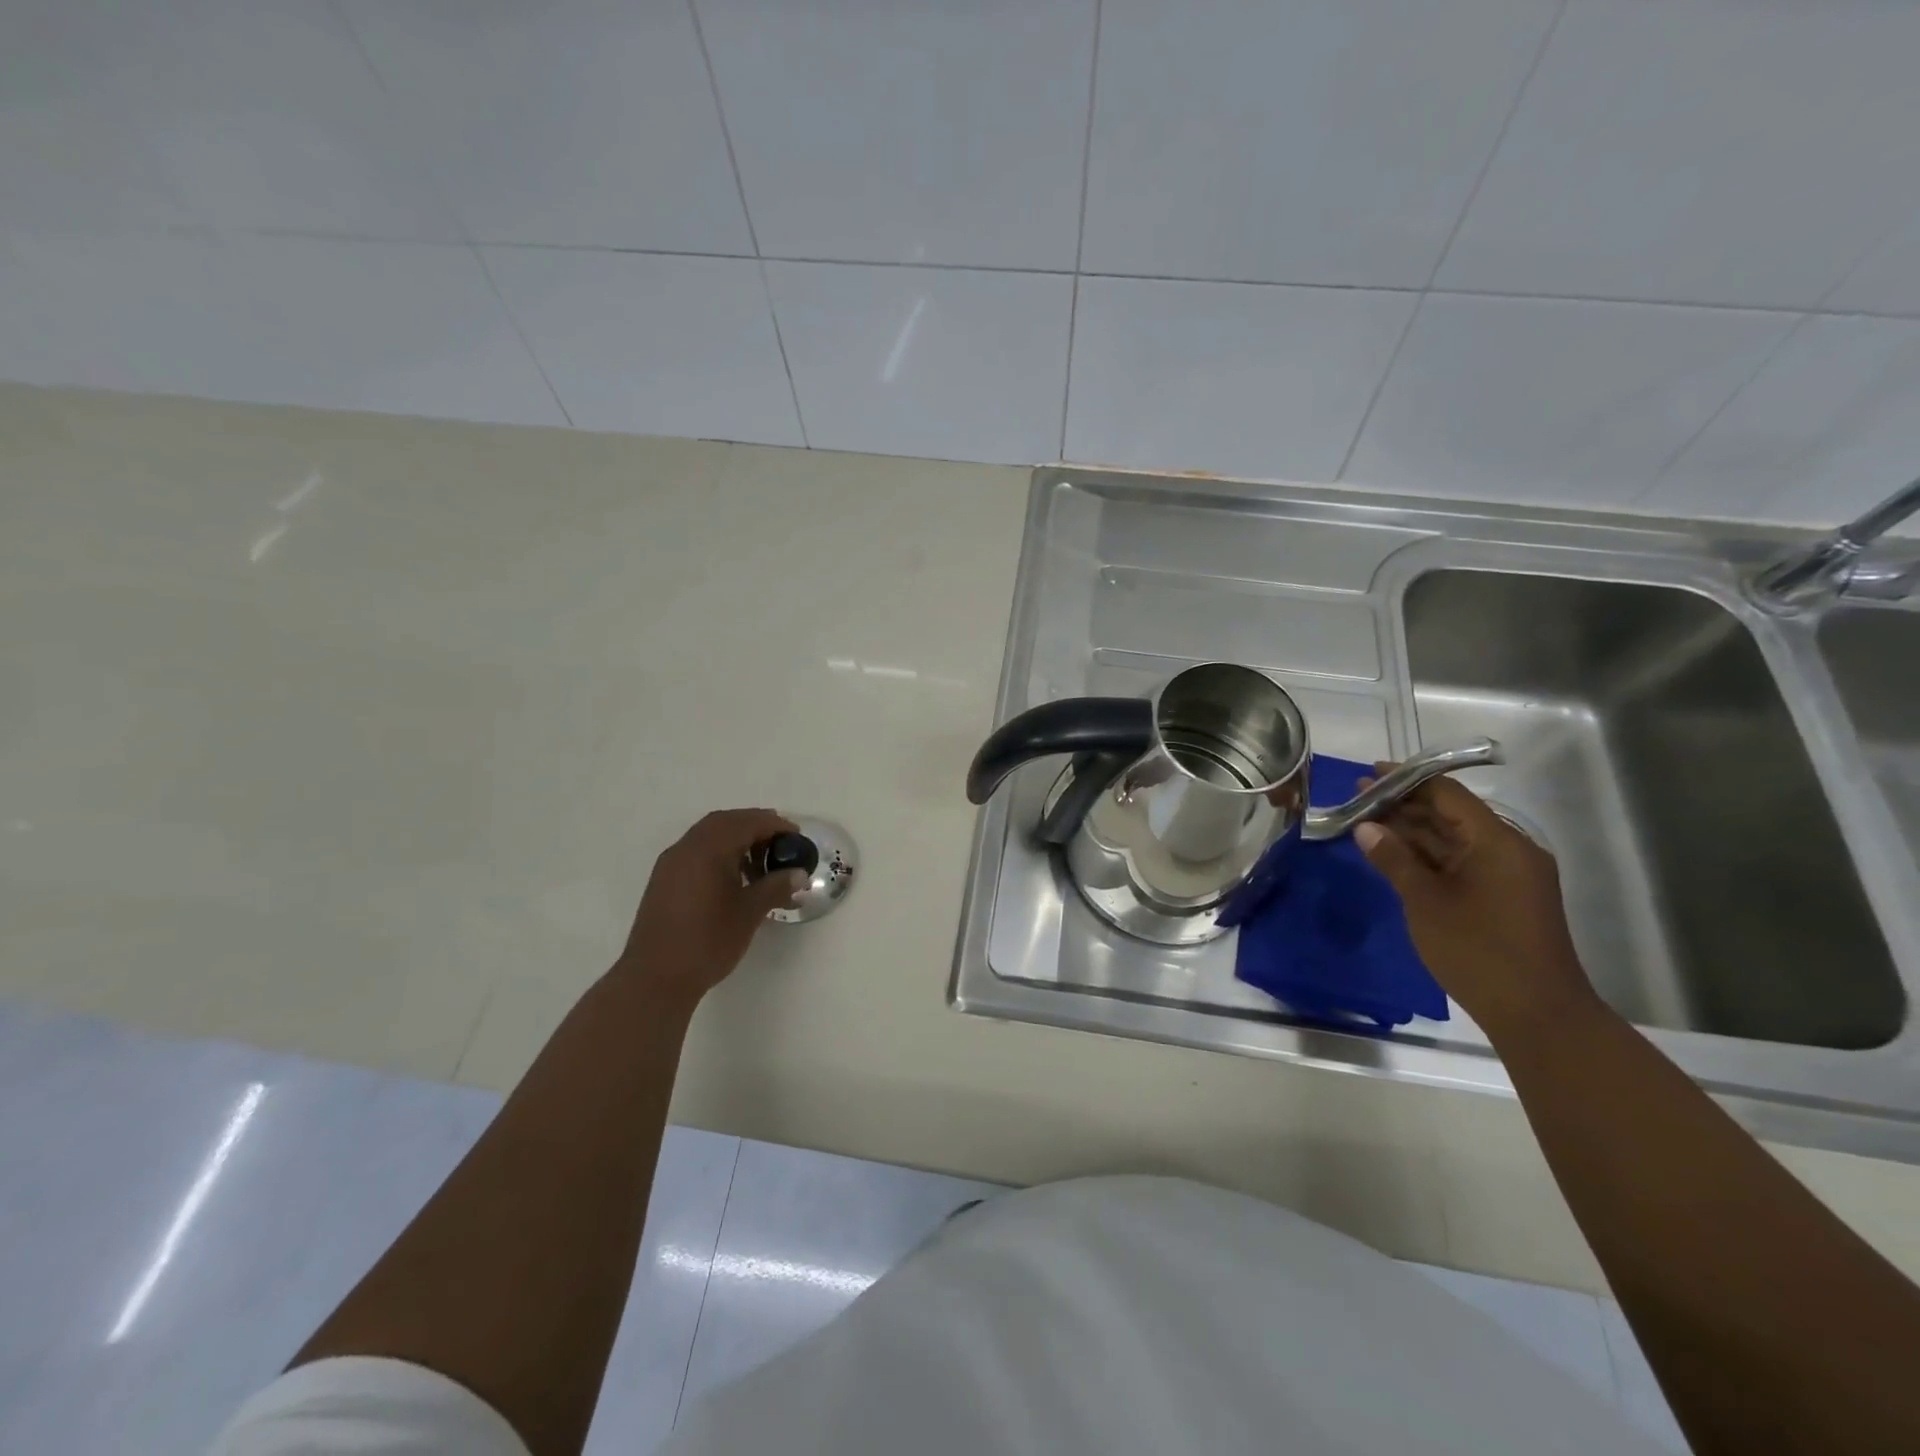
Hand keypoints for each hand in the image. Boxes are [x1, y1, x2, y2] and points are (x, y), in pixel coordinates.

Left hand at [615, 809, 806, 1007]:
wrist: (655, 979)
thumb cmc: (707, 942)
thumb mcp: (750, 913)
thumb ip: (775, 887)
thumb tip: (798, 874)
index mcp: (708, 850)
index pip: (746, 823)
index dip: (774, 825)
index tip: (796, 836)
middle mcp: (686, 848)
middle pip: (724, 822)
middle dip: (754, 826)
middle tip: (780, 841)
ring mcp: (671, 864)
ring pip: (707, 836)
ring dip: (735, 839)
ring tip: (760, 862)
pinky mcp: (663, 881)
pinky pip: (695, 852)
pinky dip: (718, 853)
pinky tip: (733, 877)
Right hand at [1353, 770, 1599, 1040]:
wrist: (1537, 1014)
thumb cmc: (1478, 950)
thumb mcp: (1426, 901)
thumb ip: (1394, 859)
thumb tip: (1366, 827)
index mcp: (1497, 841)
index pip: (1447, 794)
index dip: (1407, 780)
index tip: (1369, 774)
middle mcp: (1508, 850)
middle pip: (1450, 814)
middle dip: (1404, 805)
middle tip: (1357, 800)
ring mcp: (1509, 875)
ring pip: (1453, 839)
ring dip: (1413, 831)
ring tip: (1367, 823)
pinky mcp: (1504, 897)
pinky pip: (1461, 862)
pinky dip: (1427, 855)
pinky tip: (1395, 855)